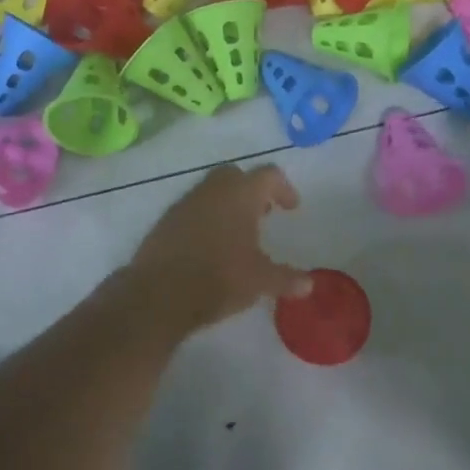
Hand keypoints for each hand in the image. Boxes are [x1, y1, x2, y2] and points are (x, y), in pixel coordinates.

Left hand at [128, 165, 311, 332]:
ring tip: (237, 233)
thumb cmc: (219, 278)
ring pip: (211, 191)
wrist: (159, 294)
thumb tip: (310, 284)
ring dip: (227, 204)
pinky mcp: (166, 221)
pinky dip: (206, 218)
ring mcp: (185, 203)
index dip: (284, 188)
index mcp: (241, 195)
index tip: (291, 208)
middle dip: (252, 190)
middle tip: (263, 213)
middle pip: (236, 175)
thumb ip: (286, 279)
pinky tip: (210, 246)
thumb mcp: (260, 281)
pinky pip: (192, 209)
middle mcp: (212, 190)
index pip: (268, 175)